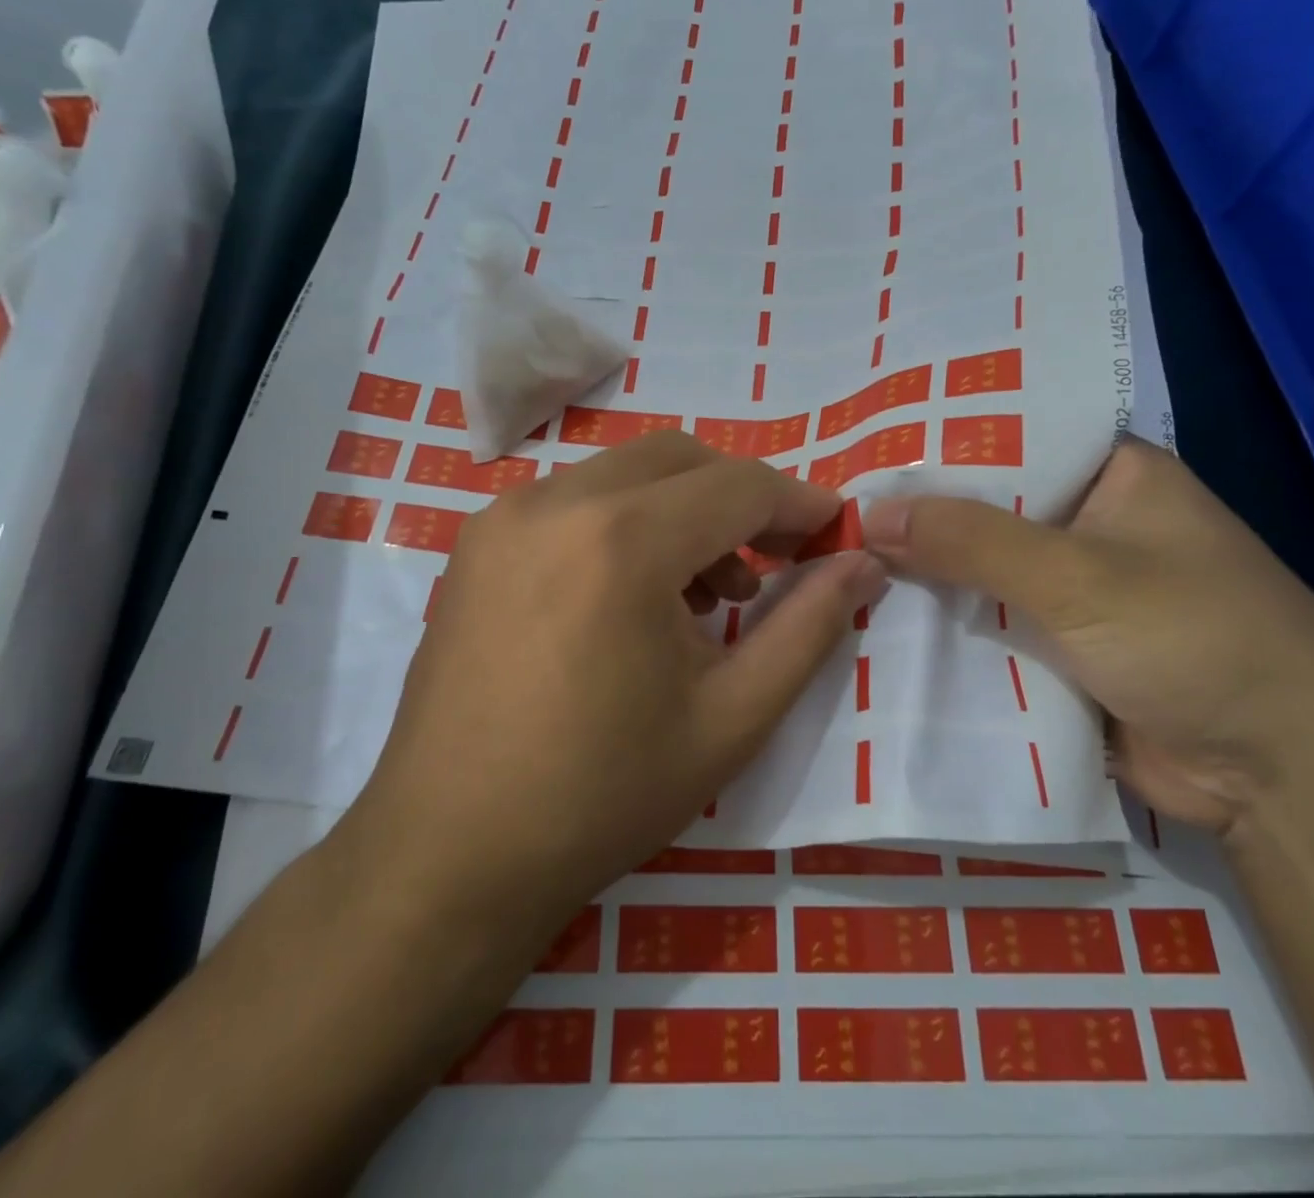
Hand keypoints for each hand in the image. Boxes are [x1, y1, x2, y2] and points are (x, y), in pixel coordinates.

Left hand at [346, 432, 882, 945]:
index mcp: (622, 540)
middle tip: (773, 562)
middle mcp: (556, 502)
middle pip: (681, 459)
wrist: (450, 853)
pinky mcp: (477, 542)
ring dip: (682, 508)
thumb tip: (863, 564)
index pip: (739, 486)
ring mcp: (505, 516)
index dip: (798, 504)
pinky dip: (626, 520)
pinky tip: (634, 595)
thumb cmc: (603, 796)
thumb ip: (809, 628)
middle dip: (740, 498)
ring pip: (625, 472)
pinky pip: (575, 499)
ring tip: (706, 594)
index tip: (834, 533)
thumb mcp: (732, 718)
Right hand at [862, 438, 1313, 833]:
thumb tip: (867, 515)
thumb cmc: (1197, 641)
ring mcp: (1072, 589)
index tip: (862, 440)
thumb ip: (970, 540)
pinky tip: (874, 614)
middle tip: (829, 502)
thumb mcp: (1077, 576)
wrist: (1283, 781)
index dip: (938, 438)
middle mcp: (1088, 522)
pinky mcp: (1058, 647)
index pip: (1008, 434)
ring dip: (923, 572)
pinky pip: (986, 622)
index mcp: (1111, 474)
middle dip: (918, 511)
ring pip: (979, 568)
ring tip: (833, 552)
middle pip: (985, 506)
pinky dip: (943, 623)